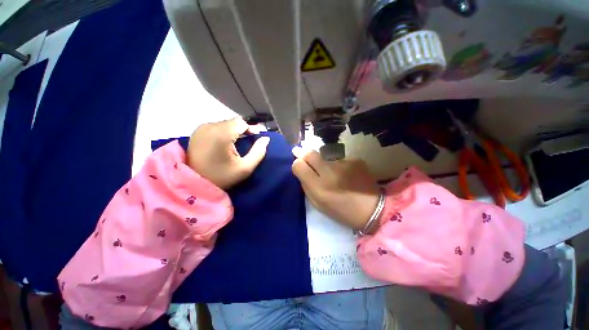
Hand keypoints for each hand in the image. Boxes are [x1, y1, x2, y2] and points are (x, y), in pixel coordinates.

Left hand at [187, 117, 269, 189]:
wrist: (194, 183)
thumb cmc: (222, 177)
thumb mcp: (245, 168)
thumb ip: (258, 152)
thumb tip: (266, 138)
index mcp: (221, 134)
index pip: (241, 122)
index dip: (251, 128)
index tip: (257, 136)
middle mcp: (209, 126)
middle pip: (232, 122)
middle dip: (243, 129)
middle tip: (250, 139)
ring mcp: (201, 128)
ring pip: (224, 123)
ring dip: (233, 130)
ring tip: (238, 142)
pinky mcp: (197, 132)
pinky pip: (215, 127)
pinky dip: (224, 132)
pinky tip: (226, 142)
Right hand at [291, 148, 379, 229]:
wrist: (373, 210)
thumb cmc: (341, 210)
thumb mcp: (318, 204)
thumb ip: (306, 185)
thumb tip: (300, 168)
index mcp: (319, 188)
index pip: (299, 165)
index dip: (297, 163)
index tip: (300, 165)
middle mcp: (330, 172)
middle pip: (310, 154)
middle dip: (306, 155)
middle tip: (309, 161)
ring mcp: (344, 164)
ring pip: (325, 156)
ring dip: (325, 163)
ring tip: (334, 174)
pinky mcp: (355, 160)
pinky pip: (340, 159)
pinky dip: (339, 165)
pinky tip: (346, 174)